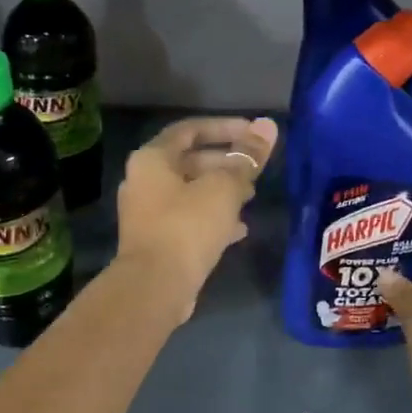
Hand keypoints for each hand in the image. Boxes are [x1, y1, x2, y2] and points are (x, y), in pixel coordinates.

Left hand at [116, 116, 278, 321]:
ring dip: (221, 192)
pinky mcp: (156, 240)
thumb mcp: (224, 188)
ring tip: (251, 197)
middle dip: (226, 163)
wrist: (155, 286)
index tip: (254, 134)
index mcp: (151, 159)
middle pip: (190, 161)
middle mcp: (143, 181)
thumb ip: (247, 157)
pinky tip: (239, 230)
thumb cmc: (187, 227)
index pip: (190, 130)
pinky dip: (212, 218)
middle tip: (255, 171)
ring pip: (190, 193)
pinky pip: (188, 220)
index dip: (224, 127)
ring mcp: (147, 213)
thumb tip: (268, 126)